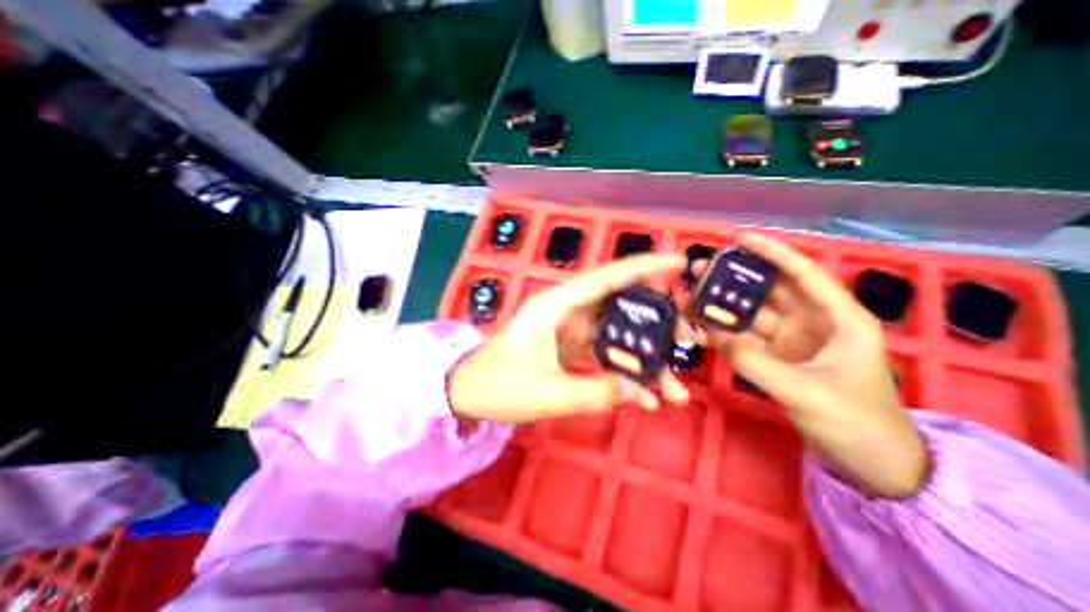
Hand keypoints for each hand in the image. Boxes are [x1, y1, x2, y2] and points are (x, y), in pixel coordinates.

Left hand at [449, 254, 688, 424]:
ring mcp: (572, 332)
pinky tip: (646, 398)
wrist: (470, 395)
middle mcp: (568, 311)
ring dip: (646, 360)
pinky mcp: (572, 350)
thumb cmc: (499, 385)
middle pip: (621, 307)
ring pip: (618, 336)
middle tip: (688, 341)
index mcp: (557, 305)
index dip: (643, 266)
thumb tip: (641, 389)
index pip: (606, 277)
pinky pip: (606, 356)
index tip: (679, 262)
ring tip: (675, 390)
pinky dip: (626, 374)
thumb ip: (595, 392)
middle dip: (657, 324)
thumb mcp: (547, 393)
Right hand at [688, 233, 927, 497]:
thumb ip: (755, 362)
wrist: (868, 465)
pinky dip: (722, 334)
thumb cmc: (856, 423)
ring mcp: (790, 341)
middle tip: (700, 271)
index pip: (803, 274)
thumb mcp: (806, 392)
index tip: (739, 239)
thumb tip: (713, 334)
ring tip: (690, 298)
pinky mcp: (774, 357)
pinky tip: (700, 330)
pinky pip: (743, 339)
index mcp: (839, 319)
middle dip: (735, 279)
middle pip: (768, 292)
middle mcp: (812, 322)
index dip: (773, 253)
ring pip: (750, 315)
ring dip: (722, 307)